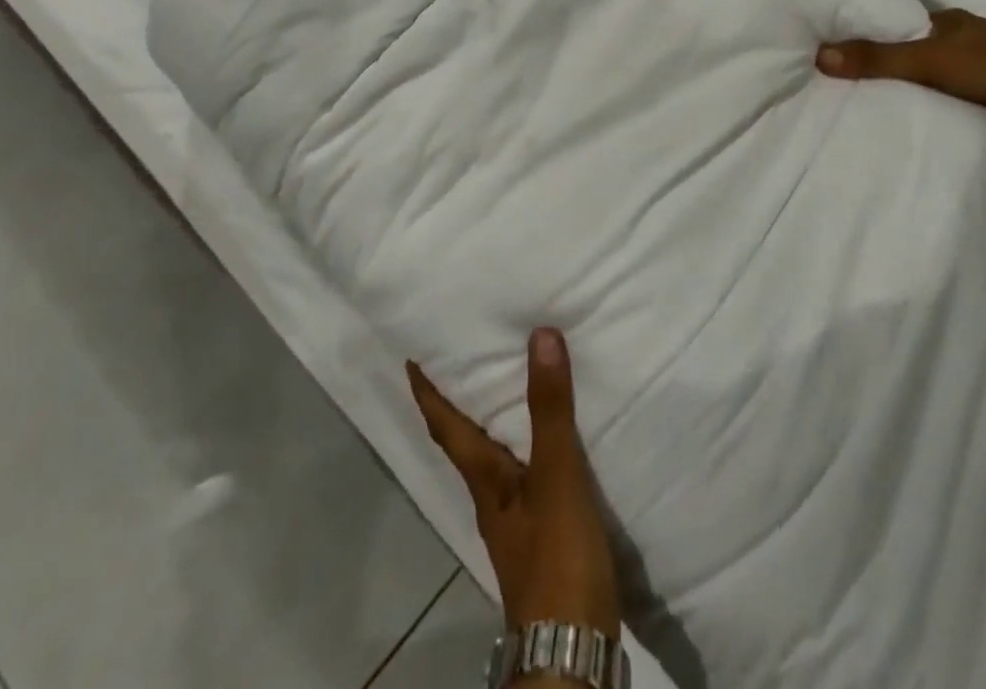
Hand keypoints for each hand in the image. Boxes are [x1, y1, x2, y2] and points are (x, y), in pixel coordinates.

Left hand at [407, 329, 621, 637]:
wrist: (573, 652)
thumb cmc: (555, 558)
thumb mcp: (555, 476)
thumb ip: (549, 410)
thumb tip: (539, 334)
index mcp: (484, 481)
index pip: (446, 426)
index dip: (428, 392)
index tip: (412, 359)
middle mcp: (491, 498)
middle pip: (466, 442)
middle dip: (461, 401)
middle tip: (466, 357)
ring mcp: (516, 522)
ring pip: (496, 459)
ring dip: (496, 422)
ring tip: (511, 384)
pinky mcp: (543, 539)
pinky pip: (527, 476)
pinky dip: (529, 448)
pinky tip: (552, 443)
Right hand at [816, 7, 985, 117]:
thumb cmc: (985, 66)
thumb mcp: (922, 61)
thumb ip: (875, 59)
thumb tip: (820, 55)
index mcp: (949, 18)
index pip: (905, 20)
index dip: (882, 30)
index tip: (858, 44)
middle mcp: (969, 32)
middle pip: (925, 41)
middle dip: (903, 53)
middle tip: (874, 70)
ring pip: (947, 62)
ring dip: (928, 73)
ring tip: (900, 90)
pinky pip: (965, 83)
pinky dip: (950, 89)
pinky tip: (937, 102)